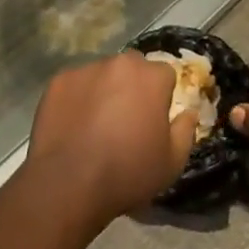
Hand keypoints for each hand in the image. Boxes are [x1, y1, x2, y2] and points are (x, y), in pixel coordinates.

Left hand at [27, 52, 194, 224]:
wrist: (68, 185)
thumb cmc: (127, 173)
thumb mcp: (172, 163)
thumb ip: (185, 131)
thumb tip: (189, 112)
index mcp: (151, 77)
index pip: (165, 75)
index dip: (161, 97)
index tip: (153, 120)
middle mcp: (120, 63)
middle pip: (133, 68)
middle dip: (133, 86)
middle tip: (125, 119)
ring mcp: (86, 69)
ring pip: (102, 74)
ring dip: (104, 90)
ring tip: (95, 124)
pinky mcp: (58, 81)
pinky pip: (75, 84)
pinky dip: (77, 98)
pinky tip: (73, 125)